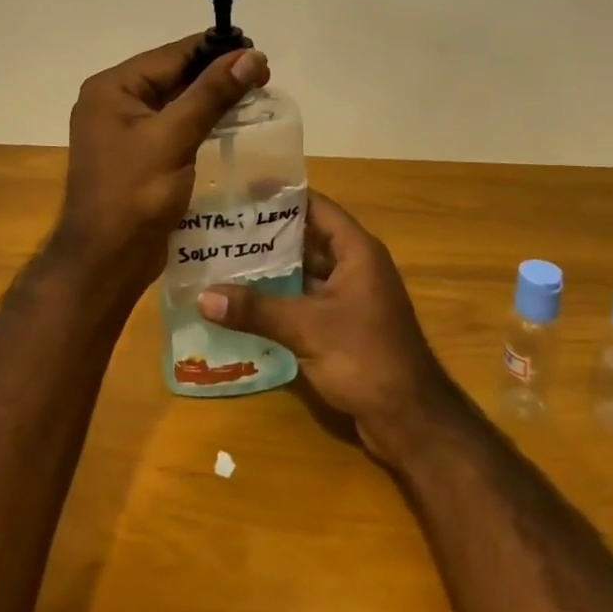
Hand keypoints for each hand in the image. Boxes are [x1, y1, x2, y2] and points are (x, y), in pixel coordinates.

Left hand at [52, 35, 270, 304]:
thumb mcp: (174, 138)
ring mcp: (125, 130)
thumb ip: (212, 94)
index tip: (258, 53)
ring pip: (177, 101)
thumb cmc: (134, 195)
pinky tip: (232, 124)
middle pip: (174, 75)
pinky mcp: (139, 155)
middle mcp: (115, 102)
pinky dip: (202, 122)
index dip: (216, 51)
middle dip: (217, 75)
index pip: (172, 55)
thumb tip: (251, 55)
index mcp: (113, 88)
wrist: (106, 262)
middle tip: (264, 77)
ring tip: (255, 96)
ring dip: (213, 99)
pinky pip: (175, 127)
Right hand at [195, 193, 460, 465]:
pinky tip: (243, 305)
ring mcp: (349, 299)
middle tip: (220, 229)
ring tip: (222, 262)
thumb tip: (203, 296)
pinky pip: (304, 302)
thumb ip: (257, 310)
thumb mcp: (308, 328)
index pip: (316, 207)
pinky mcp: (341, 327)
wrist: (409, 419)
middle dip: (266, 236)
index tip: (240, 192)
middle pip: (306, 240)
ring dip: (270, 271)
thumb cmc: (366, 358)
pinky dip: (278, 301)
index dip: (281, 197)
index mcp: (357, 251)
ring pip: (303, 273)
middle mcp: (354, 267)